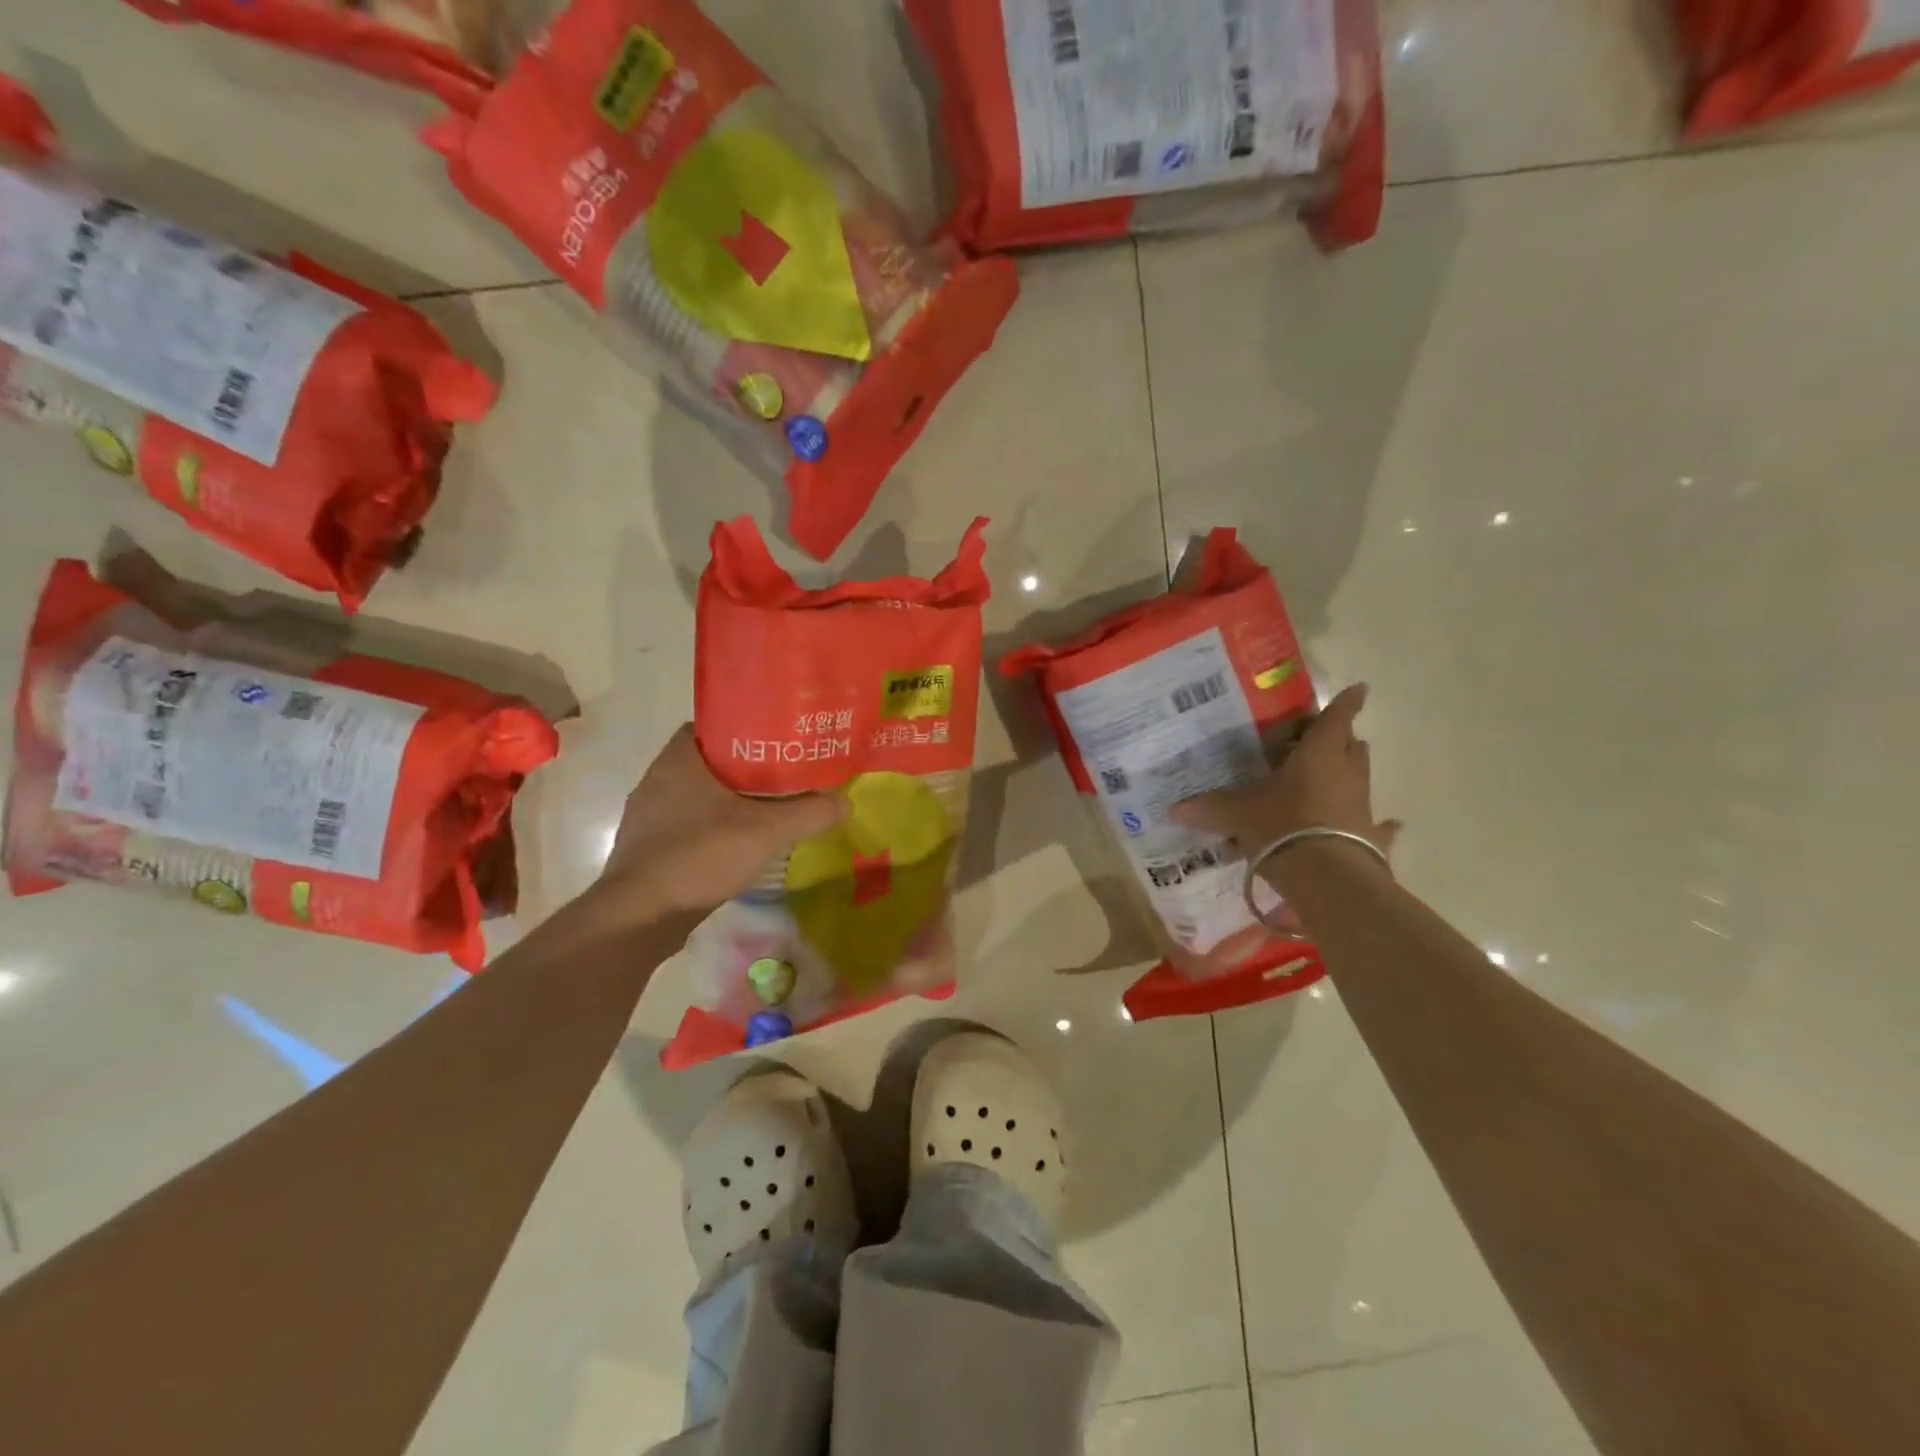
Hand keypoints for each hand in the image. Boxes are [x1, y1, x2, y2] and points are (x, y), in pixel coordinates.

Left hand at [595, 724, 848, 919]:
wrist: (639, 917)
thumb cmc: (699, 855)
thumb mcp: (766, 831)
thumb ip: (809, 813)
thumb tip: (846, 802)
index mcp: (680, 758)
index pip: (716, 724)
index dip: (749, 728)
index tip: (780, 741)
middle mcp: (658, 777)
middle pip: (711, 760)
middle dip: (747, 767)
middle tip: (785, 775)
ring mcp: (648, 814)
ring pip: (698, 794)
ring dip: (728, 799)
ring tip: (768, 808)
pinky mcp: (647, 846)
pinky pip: (686, 823)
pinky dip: (712, 826)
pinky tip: (737, 843)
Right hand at [1171, 682, 1398, 870]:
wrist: (1326, 877)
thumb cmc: (1282, 827)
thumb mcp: (1237, 816)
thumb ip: (1208, 809)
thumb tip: (1172, 809)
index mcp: (1318, 755)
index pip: (1335, 719)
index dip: (1346, 703)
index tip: (1360, 689)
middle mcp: (1346, 773)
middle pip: (1351, 746)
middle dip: (1341, 739)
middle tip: (1321, 739)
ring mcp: (1363, 805)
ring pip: (1362, 778)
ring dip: (1350, 773)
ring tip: (1335, 775)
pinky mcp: (1372, 836)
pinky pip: (1379, 824)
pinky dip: (1379, 823)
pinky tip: (1388, 825)